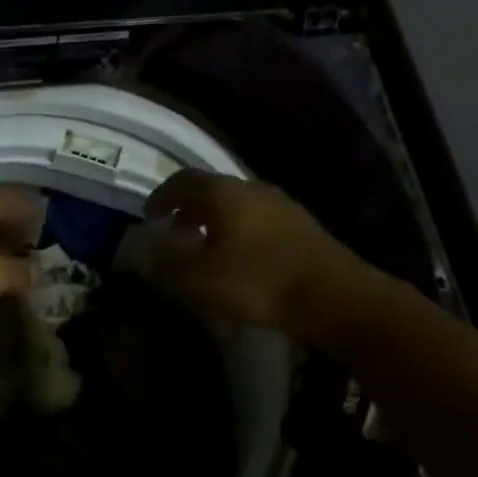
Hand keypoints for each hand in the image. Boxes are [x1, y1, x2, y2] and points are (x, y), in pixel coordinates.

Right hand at [132, 171, 364, 333]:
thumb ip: (166, 262)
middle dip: (188, 211)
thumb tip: (143, 250)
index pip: (182, 181)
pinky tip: (239, 260)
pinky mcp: (301, 226)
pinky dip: (238, 232)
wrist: (334, 295)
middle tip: (175, 235)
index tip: (150, 217)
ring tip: (205, 250)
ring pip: (236, 206)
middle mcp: (251, 188)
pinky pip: (257, 220)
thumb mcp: (199, 279)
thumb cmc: (257, 281)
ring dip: (214, 222)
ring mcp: (281, 204)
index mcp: (223, 193)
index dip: (161, 197)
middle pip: (211, 191)